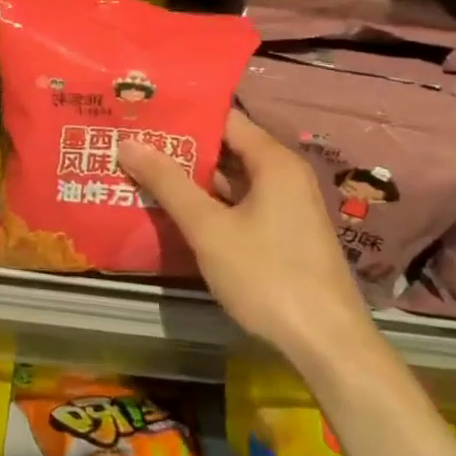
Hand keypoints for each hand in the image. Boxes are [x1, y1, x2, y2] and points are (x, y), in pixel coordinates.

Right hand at [118, 109, 373, 364]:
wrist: (328, 345)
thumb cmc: (268, 276)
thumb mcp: (209, 229)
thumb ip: (168, 183)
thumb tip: (128, 143)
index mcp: (273, 161)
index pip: (223, 118)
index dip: (182, 113)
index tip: (143, 111)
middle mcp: (283, 175)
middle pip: (226, 146)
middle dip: (180, 146)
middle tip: (132, 139)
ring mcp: (285, 206)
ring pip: (230, 177)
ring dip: (191, 176)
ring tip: (141, 168)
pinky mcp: (282, 233)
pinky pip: (238, 202)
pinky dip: (208, 201)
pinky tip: (172, 207)